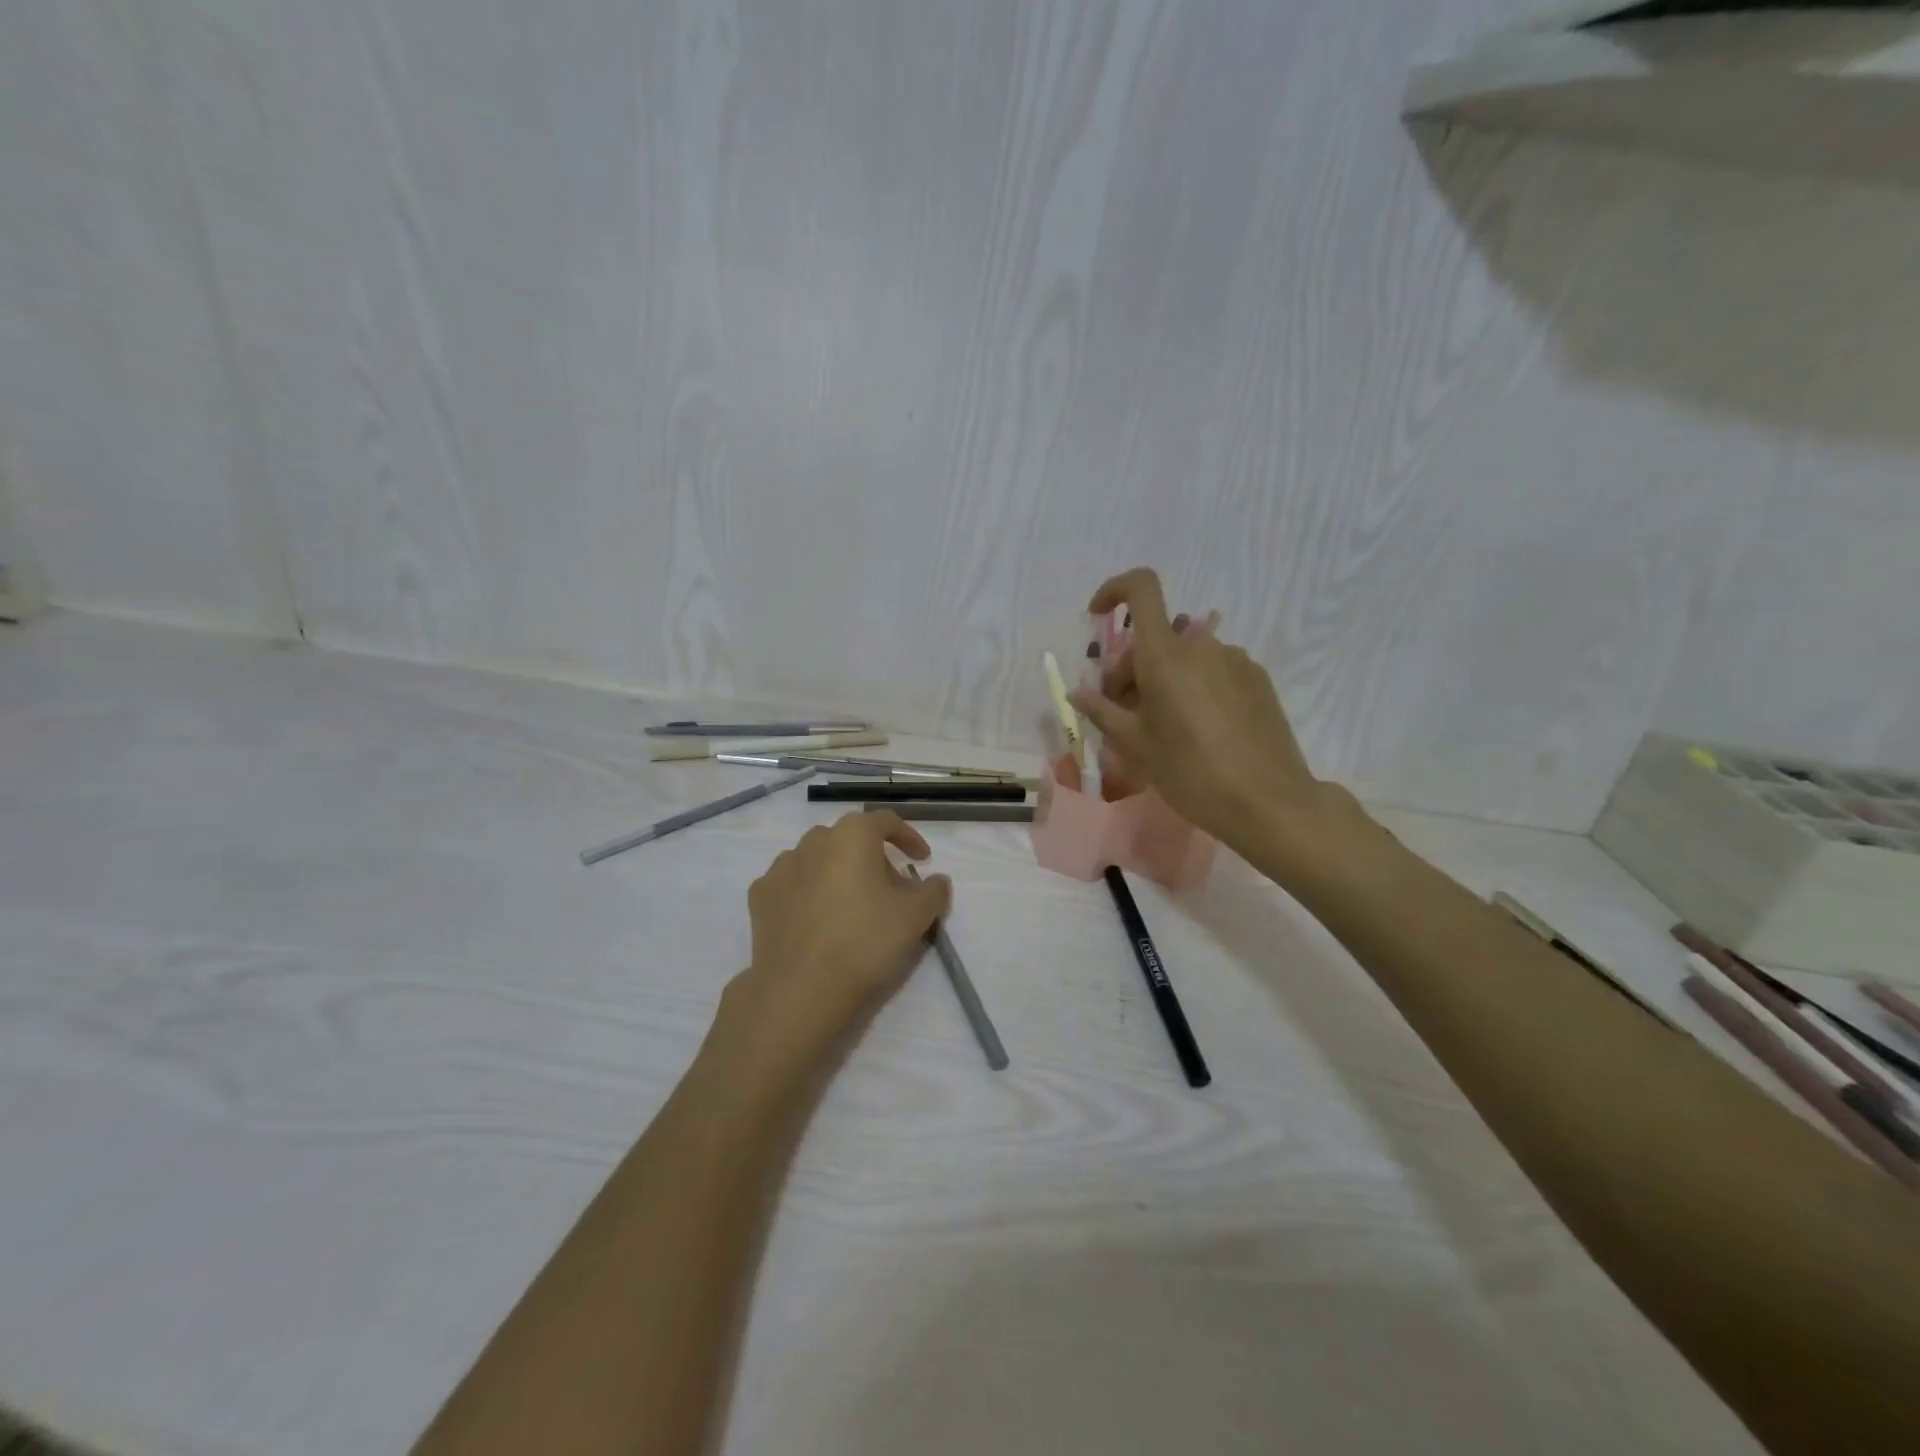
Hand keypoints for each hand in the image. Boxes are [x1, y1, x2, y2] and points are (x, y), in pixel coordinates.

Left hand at [719, 811, 951, 1078]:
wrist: (799, 989)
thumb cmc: (864, 942)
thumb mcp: (916, 917)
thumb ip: (934, 891)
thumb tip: (937, 881)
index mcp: (852, 835)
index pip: (886, 821)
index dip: (908, 837)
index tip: (922, 860)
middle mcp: (813, 840)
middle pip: (850, 839)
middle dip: (872, 857)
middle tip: (889, 889)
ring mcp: (781, 867)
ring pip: (818, 859)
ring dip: (838, 872)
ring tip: (851, 905)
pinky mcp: (761, 896)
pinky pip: (793, 883)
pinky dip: (808, 892)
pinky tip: (817, 918)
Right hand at [1069, 567, 1320, 854]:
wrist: (1267, 802)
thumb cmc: (1190, 772)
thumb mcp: (1136, 745)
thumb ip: (1103, 712)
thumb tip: (1077, 693)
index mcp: (1165, 654)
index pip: (1141, 589)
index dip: (1115, 590)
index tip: (1098, 616)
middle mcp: (1201, 645)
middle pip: (1155, 637)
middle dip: (1131, 667)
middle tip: (1123, 713)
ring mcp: (1234, 660)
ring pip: (1184, 657)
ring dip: (1164, 679)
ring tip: (1163, 728)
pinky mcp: (1257, 679)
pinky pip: (1213, 670)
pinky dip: (1194, 687)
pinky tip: (1199, 730)